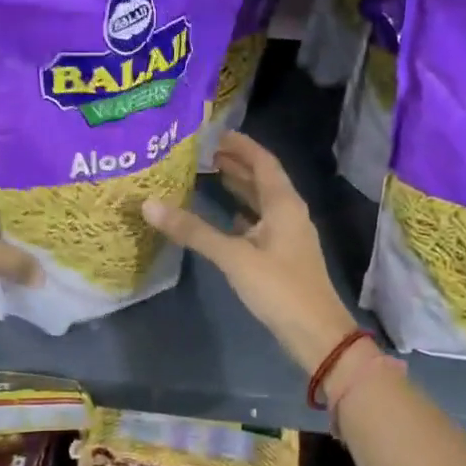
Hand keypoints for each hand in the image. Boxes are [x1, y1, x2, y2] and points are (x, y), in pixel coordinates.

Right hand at [142, 131, 356, 373]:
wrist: (316, 333)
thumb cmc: (279, 288)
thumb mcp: (234, 257)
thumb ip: (193, 230)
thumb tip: (150, 205)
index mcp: (283, 204)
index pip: (262, 161)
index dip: (240, 144)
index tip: (213, 132)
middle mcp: (289, 213)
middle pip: (262, 178)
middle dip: (236, 162)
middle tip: (202, 151)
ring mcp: (287, 235)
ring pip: (261, 201)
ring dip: (239, 186)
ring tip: (209, 174)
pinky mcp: (282, 255)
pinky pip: (260, 223)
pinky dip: (242, 213)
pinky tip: (225, 217)